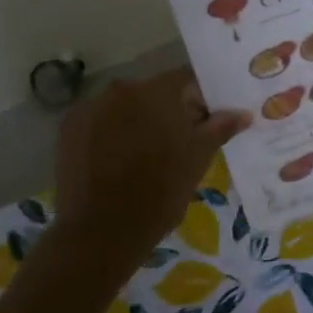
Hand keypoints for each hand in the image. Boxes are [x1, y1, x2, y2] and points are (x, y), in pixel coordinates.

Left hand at [50, 69, 251, 276]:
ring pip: (125, 106)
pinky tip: (117, 161)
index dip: (201, 98)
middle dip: (169, 111)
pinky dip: (110, 133)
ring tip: (146, 156)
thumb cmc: (160, 192)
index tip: (207, 121)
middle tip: (180, 142)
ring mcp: (91, 107)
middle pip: (154, 92)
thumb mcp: (197, 160)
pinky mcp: (69, 128)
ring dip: (138, 121)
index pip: (186, 80)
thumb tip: (243, 113)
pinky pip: (100, 121)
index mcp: (157, 92)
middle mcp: (121, 89)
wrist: (100, 232)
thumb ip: (219, 128)